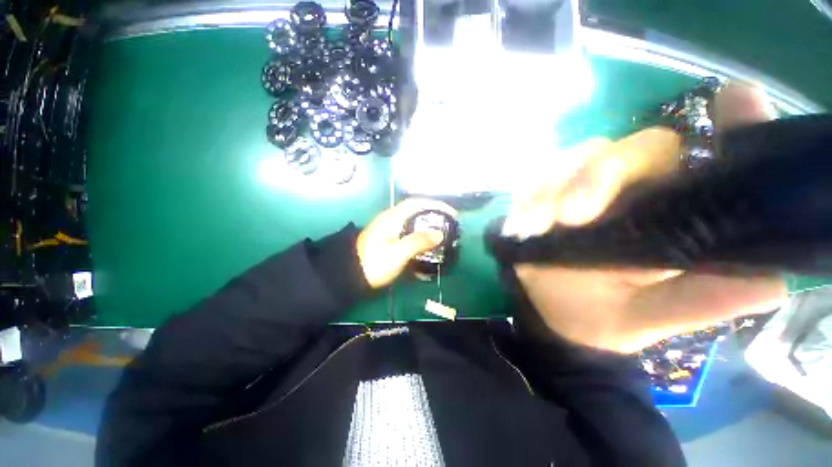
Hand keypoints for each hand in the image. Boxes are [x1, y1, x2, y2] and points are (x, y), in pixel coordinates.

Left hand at [357, 198, 457, 288]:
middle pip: (415, 210)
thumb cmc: (374, 263)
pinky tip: (425, 242)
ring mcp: (388, 229)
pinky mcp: (387, 238)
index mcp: (392, 218)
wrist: (350, 275)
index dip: (435, 205)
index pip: (416, 203)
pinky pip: (407, 230)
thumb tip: (439, 234)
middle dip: (433, 214)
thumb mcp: (398, 253)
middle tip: (448, 223)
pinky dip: (419, 233)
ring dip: (427, 224)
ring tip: (441, 232)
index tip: (450, 212)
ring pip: (412, 221)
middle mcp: (390, 219)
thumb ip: (418, 242)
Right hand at [508, 82, 785, 353]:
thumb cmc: (601, 316)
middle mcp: (637, 190)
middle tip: (570, 216)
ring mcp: (584, 186)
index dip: (737, 125)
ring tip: (535, 227)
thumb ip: (697, 303)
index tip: (736, 99)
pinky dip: (527, 196)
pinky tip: (521, 223)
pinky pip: (535, 178)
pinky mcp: (545, 192)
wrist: (547, 310)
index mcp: (676, 216)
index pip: (716, 160)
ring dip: (552, 189)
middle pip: (637, 147)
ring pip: (577, 157)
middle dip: (600, 175)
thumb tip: (772, 284)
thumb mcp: (646, 318)